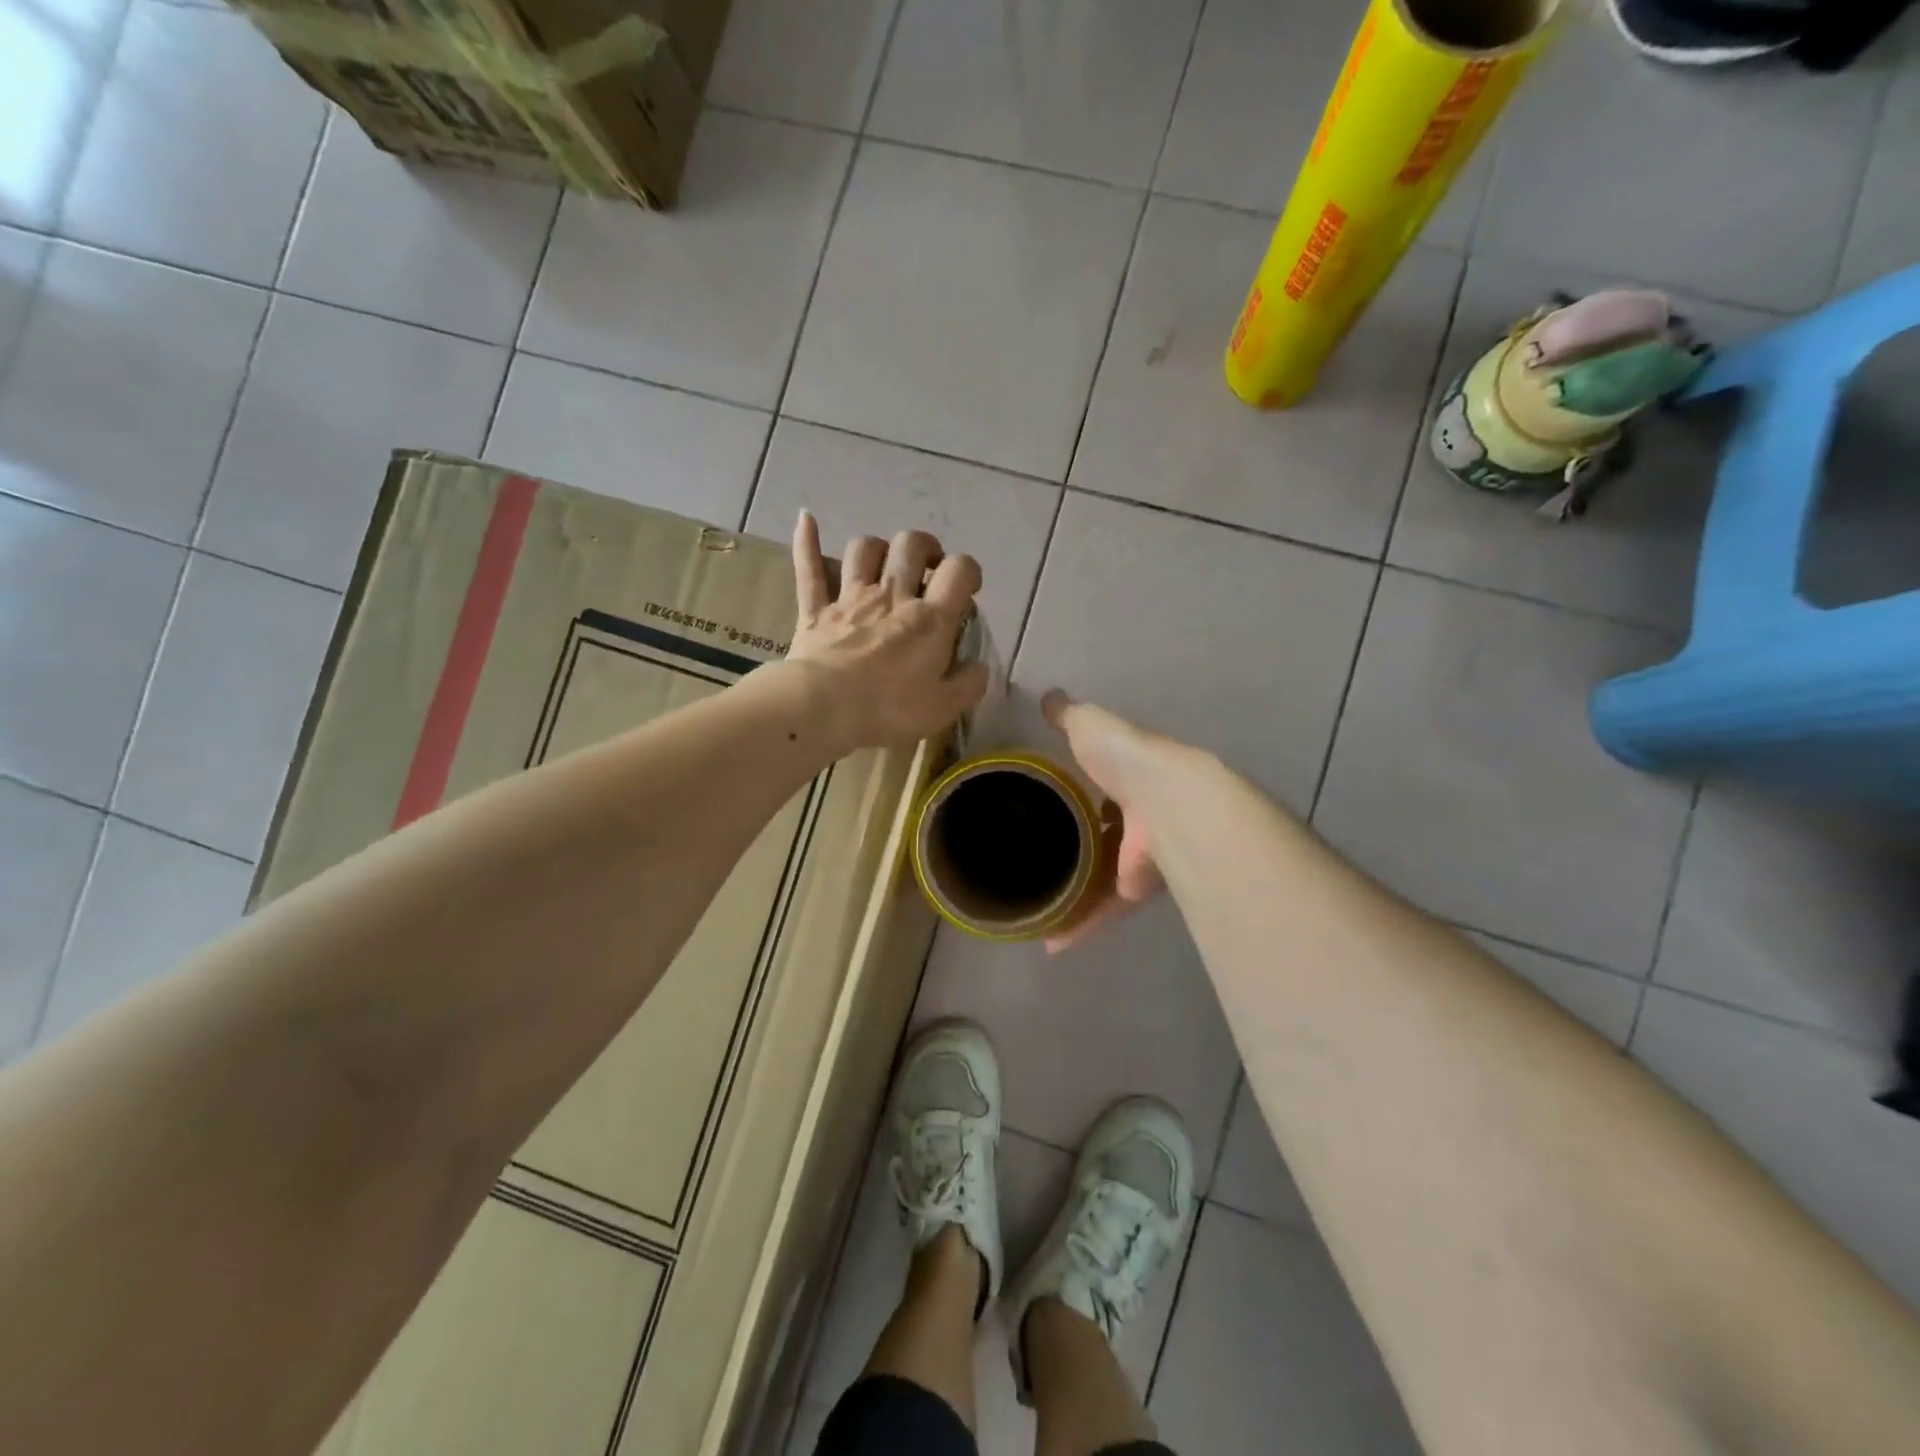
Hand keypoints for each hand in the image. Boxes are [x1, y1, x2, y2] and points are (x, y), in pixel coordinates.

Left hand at [786, 512, 988, 750]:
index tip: (966, 589)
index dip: (968, 571)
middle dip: (924, 548)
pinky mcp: (816, 610)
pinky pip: (809, 569)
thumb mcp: (943, 708)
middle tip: (928, 568)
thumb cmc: (889, 709)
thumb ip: (969, 685)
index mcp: (929, 619)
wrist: (824, 708)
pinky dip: (807, 542)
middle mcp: (892, 596)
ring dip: (877, 548)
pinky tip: (806, 519)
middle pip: (911, 546)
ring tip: (883, 564)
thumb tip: (980, 668)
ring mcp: (850, 598)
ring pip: (864, 549)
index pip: (959, 571)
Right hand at [1041, 690, 1171, 952]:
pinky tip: (1052, 942)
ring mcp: (1139, 856)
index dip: (1084, 790)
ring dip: (1074, 894)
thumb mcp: (1090, 726)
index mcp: (1132, 778)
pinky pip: (1106, 909)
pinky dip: (1081, 924)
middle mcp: (1140, 818)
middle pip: (1105, 836)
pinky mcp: (1137, 890)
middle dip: (1080, 848)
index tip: (1056, 801)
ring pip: (1102, 879)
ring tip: (1037, 909)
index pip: (1105, 785)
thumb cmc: (1126, 758)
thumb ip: (1068, 717)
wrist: (1168, 803)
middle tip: (1040, 859)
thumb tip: (1046, 696)